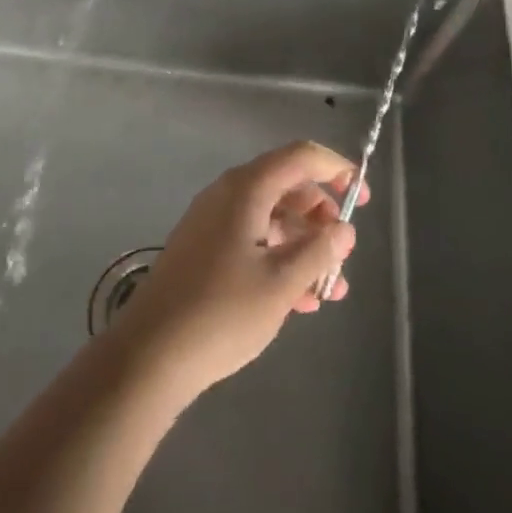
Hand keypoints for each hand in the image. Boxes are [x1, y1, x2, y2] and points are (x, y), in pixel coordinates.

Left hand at [111, 142, 363, 399]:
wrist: (149, 355)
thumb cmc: (222, 312)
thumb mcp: (282, 282)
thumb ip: (319, 251)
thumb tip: (343, 229)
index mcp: (247, 188)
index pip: (302, 157)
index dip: (337, 169)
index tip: (363, 199)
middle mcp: (228, 195)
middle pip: (288, 187)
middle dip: (322, 218)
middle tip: (343, 254)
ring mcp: (213, 223)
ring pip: (272, 219)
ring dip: (304, 248)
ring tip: (330, 290)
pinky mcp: (204, 251)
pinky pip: (253, 241)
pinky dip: (280, 260)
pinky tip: (300, 301)